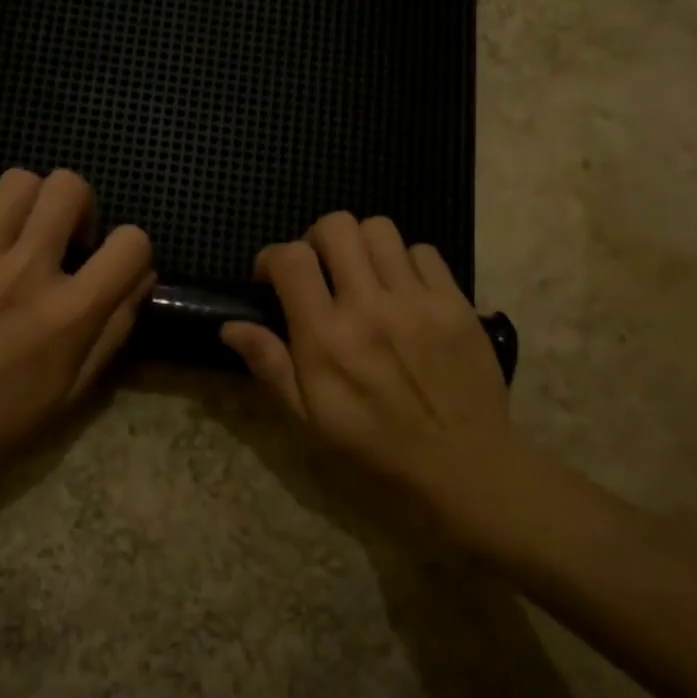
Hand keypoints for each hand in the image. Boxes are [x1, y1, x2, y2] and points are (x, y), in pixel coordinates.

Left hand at [0, 169, 153, 483]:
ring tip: (18, 232)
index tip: (112, 265)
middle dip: (78, 205)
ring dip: (29, 201)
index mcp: (70, 313)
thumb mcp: (73, 392)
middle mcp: (29, 271)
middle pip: (69, 187)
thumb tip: (142, 277)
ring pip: (18, 181)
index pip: (131, 243)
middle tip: (63, 238)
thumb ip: (114, 331)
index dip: (132, 247)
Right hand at [221, 212, 518, 541]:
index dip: (272, 258)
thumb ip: (271, 366)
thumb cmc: (376, 451)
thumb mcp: (310, 420)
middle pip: (336, 226)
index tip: (272, 279)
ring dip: (361, 246)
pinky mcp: (456, 303)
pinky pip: (424, 251)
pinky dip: (405, 262)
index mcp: (326, 339)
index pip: (291, 259)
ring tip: (363, 276)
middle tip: (319, 270)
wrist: (466, 471)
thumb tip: (230, 326)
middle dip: (316, 240)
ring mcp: (418, 301)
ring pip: (380, 229)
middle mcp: (370, 307)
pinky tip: (403, 291)